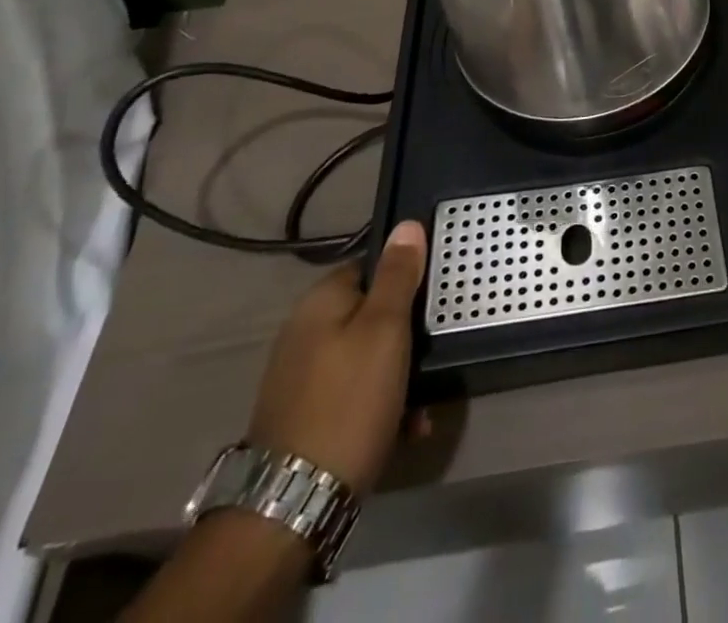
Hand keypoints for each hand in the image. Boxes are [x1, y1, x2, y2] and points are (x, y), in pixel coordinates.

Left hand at [246, 221, 426, 492]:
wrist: (293, 503)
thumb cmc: (349, 400)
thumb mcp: (386, 329)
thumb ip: (398, 275)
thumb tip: (406, 224)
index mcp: (320, 301)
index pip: (371, 267)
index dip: (406, 278)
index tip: (434, 298)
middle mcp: (304, 331)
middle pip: (370, 314)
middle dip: (406, 333)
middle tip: (434, 350)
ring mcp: (300, 376)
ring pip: (366, 357)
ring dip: (399, 373)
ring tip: (425, 400)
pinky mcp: (304, 416)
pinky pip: (354, 394)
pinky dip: (381, 404)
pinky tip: (406, 427)